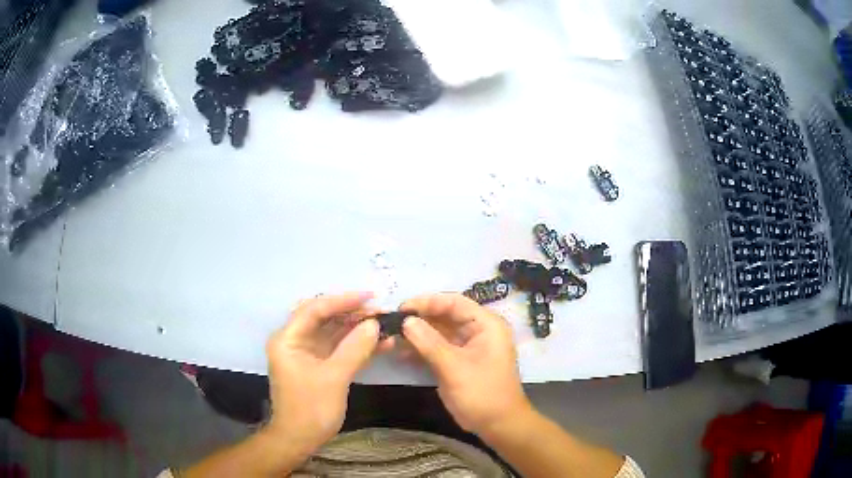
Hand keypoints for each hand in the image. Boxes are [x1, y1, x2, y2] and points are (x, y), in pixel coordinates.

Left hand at [265, 292, 385, 453]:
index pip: (315, 309)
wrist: (300, 439)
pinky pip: (338, 347)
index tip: (371, 297)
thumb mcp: (334, 378)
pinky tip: (379, 343)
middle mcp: (295, 340)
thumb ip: (354, 349)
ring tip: (385, 324)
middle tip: (380, 311)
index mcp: (288, 338)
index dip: (343, 301)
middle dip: (352, 313)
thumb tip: (375, 324)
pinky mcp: (318, 364)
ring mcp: (306, 353)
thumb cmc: (311, 409)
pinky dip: (356, 345)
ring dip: (357, 328)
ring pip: (333, 331)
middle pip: (324, 317)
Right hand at [400, 293, 532, 435]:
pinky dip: (420, 349)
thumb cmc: (482, 393)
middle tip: (391, 323)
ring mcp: (467, 346)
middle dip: (419, 319)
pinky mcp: (458, 361)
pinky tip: (400, 353)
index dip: (427, 302)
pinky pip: (437, 348)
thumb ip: (429, 342)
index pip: (454, 302)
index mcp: (485, 324)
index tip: (400, 309)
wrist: (497, 424)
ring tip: (391, 338)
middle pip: (444, 316)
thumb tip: (406, 320)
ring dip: (417, 335)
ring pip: (438, 332)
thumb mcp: (454, 367)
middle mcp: (477, 330)